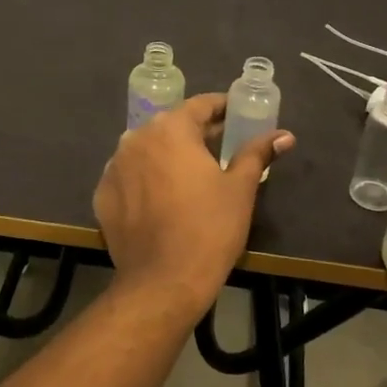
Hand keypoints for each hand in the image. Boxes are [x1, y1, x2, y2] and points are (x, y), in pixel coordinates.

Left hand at [94, 93, 293, 321]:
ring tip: (190, 173)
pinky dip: (145, 179)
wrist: (163, 281)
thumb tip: (283, 135)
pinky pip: (128, 177)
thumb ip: (257, 154)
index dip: (221, 107)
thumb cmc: (209, 229)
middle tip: (219, 146)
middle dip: (194, 133)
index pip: (199, 105)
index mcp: (170, 129)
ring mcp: (113, 167)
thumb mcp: (240, 188)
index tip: (236, 114)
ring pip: (146, 150)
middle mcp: (135, 139)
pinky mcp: (102, 194)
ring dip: (167, 155)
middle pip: (169, 126)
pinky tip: (162, 198)